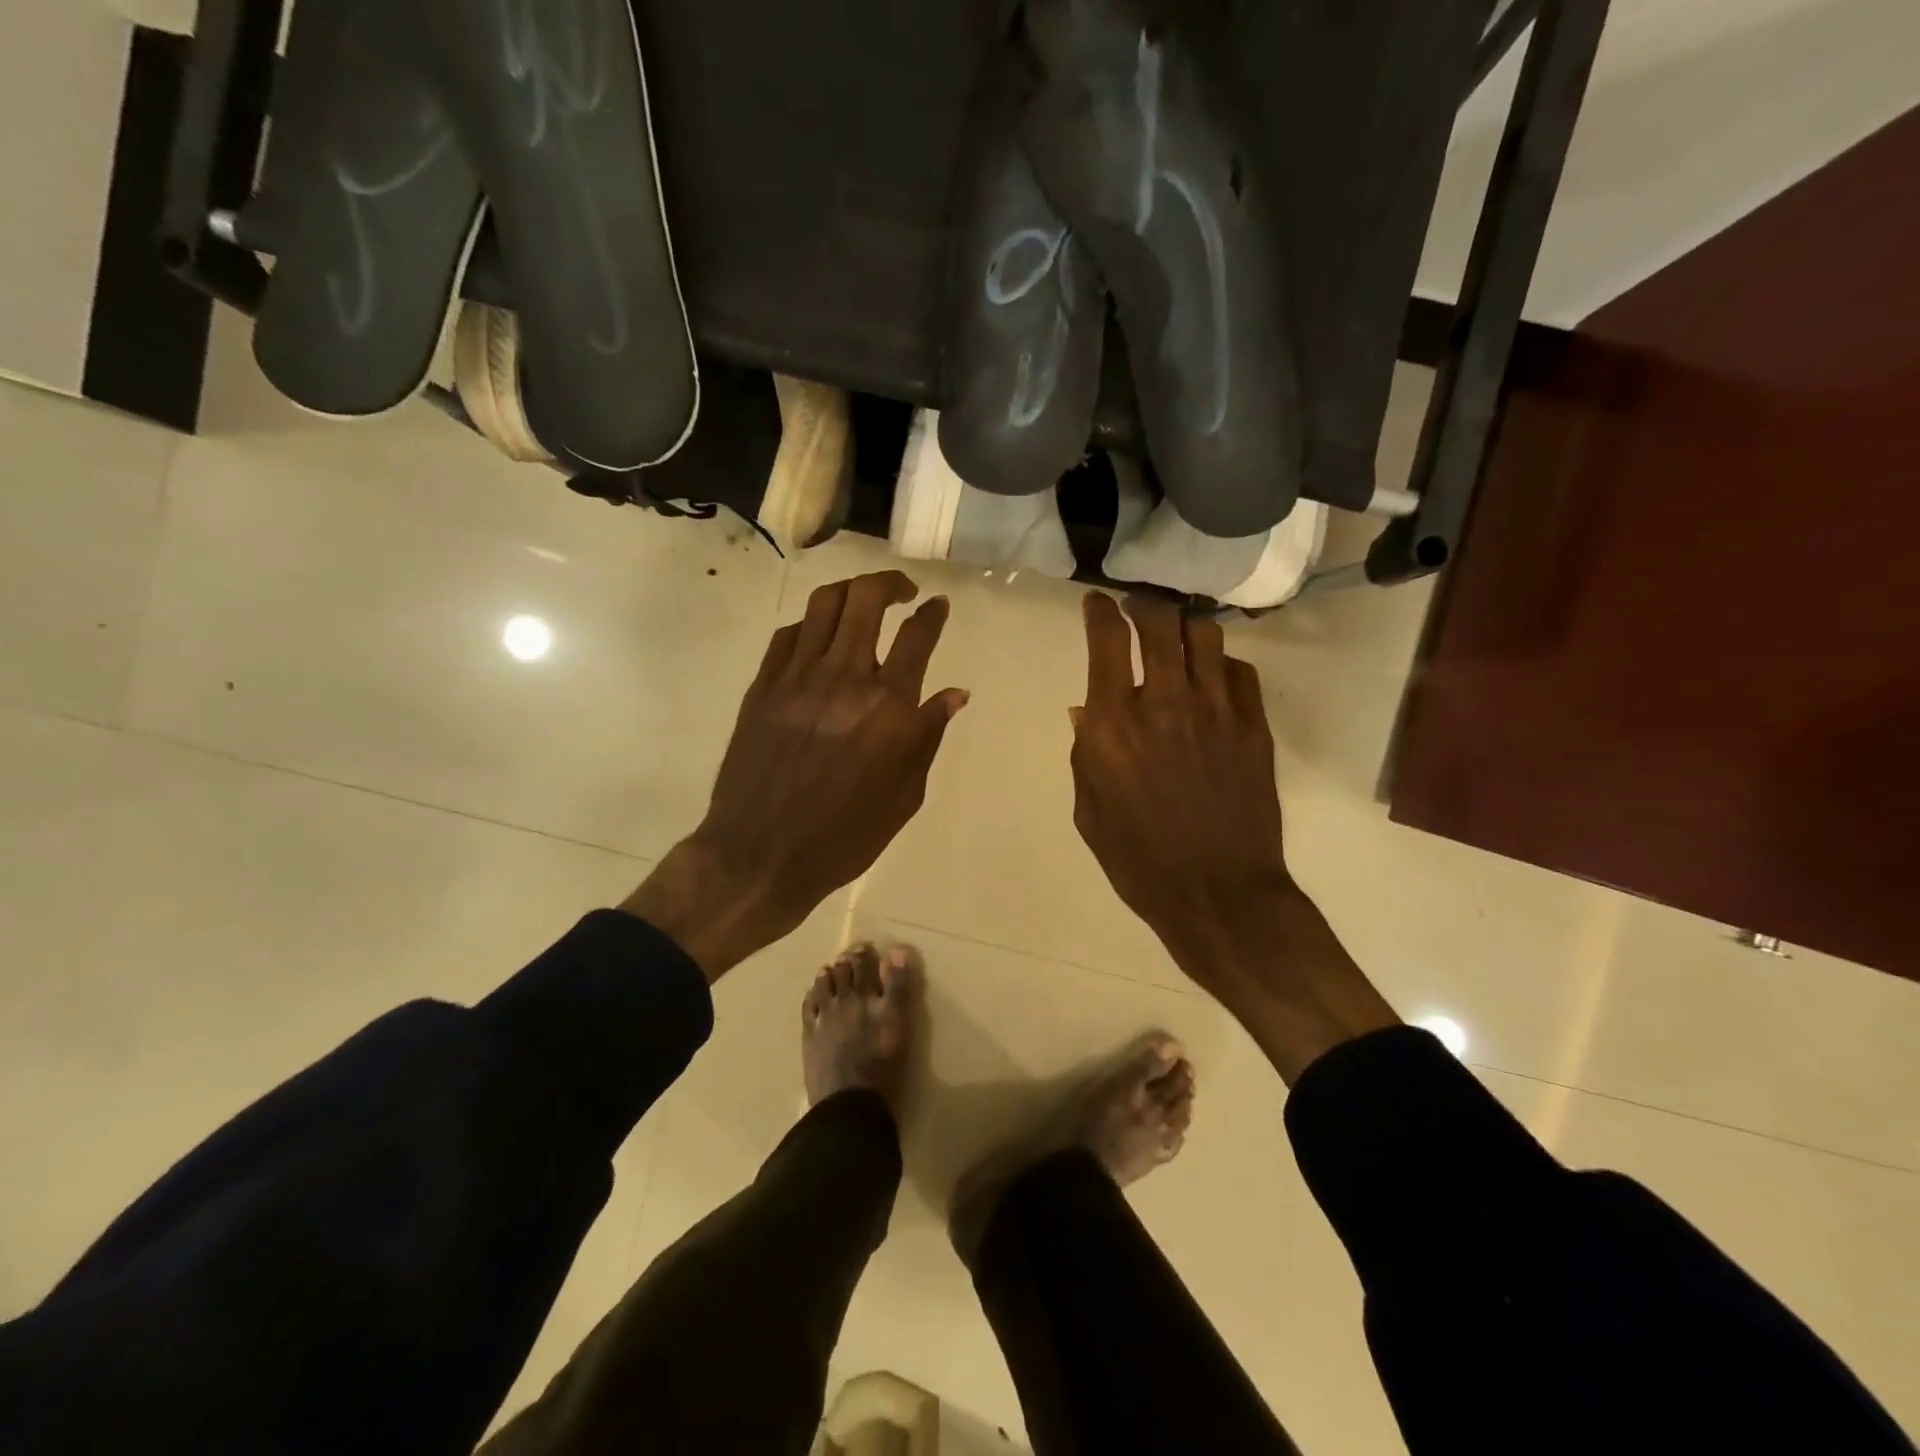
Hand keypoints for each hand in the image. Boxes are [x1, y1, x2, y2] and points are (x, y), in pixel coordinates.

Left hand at [625, 572, 967, 978]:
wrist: (761, 855)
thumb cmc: (845, 836)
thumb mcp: (904, 796)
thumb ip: (928, 736)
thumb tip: (954, 694)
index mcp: (888, 709)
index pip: (917, 637)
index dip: (932, 614)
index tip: (938, 606)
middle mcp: (845, 679)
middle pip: (867, 599)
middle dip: (891, 583)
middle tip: (903, 591)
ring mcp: (797, 678)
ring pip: (824, 604)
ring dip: (850, 592)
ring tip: (862, 602)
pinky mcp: (762, 686)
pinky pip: (788, 635)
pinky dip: (810, 626)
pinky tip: (818, 640)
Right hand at [1070, 593, 1396, 1080]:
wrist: (1217, 894)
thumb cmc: (1139, 860)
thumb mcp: (1089, 811)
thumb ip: (1085, 753)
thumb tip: (1087, 710)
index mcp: (1114, 725)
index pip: (1107, 641)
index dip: (1099, 611)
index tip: (1096, 602)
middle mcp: (1165, 703)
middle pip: (1159, 622)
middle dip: (1143, 604)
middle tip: (1137, 606)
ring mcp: (1216, 711)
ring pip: (1205, 636)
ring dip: (1185, 626)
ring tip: (1177, 635)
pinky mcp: (1254, 727)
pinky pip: (1241, 672)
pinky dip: (1221, 664)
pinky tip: (1213, 678)